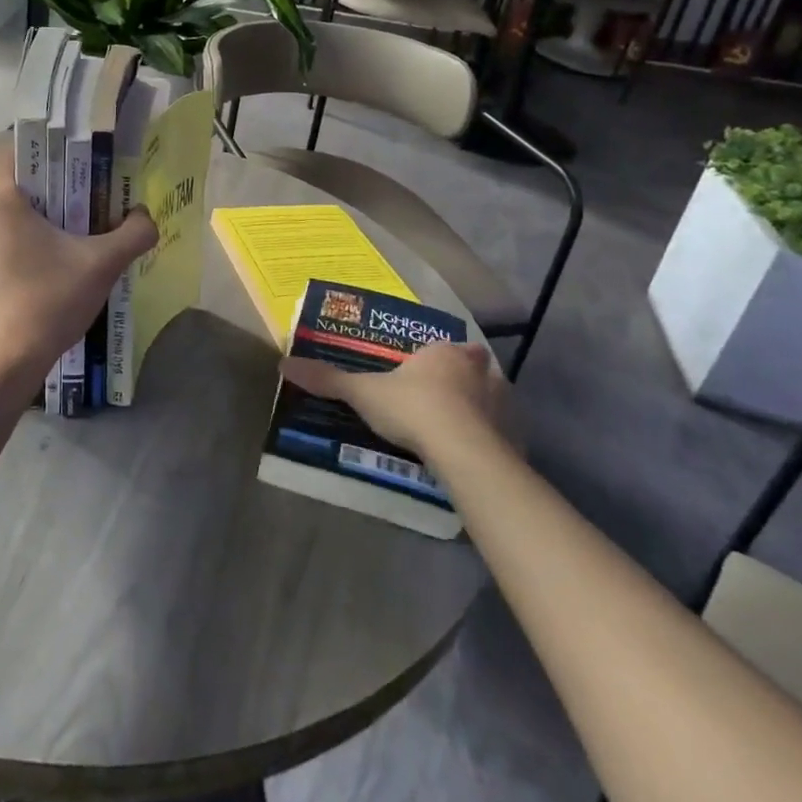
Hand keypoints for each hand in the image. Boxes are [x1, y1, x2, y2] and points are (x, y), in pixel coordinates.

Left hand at [0, 144, 158, 386]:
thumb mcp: (102, 265)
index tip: (65, 179)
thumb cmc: (50, 300)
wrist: (2, 365)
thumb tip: (145, 218)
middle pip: (5, 198)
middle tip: (69, 227)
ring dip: (15, 240)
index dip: (40, 161)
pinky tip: (22, 296)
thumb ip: (133, 233)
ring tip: (47, 266)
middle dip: (36, 208)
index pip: (10, 155)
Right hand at [280, 340, 513, 462]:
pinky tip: (477, 454)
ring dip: (482, 407)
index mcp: (444, 353)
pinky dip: (494, 438)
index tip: (422, 375)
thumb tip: (285, 364)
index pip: (442, 348)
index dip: (434, 359)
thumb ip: (329, 379)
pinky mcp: (517, 435)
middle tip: (442, 399)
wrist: (462, 450)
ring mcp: (503, 402)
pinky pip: (504, 431)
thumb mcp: (363, 393)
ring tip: (460, 428)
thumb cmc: (413, 409)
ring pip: (493, 397)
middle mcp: (479, 370)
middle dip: (463, 379)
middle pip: (474, 367)